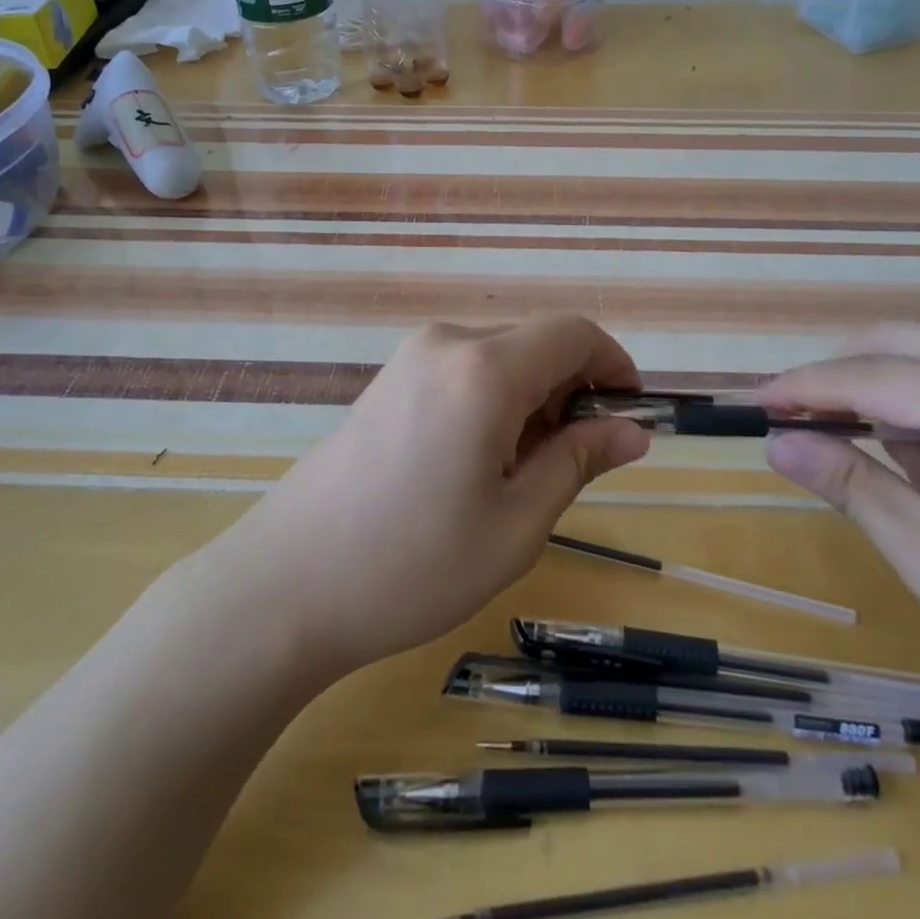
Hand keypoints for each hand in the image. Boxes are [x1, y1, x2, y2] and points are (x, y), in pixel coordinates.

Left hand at [222, 316, 647, 674]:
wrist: (286, 584)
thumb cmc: (413, 565)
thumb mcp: (516, 524)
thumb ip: (579, 461)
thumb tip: (633, 431)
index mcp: (484, 369)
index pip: (573, 334)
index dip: (614, 366)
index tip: (629, 417)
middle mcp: (447, 344)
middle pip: (537, 343)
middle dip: (572, 391)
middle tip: (572, 466)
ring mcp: (411, 357)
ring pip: (501, 358)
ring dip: (532, 400)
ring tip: (518, 475)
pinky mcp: (389, 378)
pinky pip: (464, 370)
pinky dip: (493, 400)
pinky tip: (475, 462)